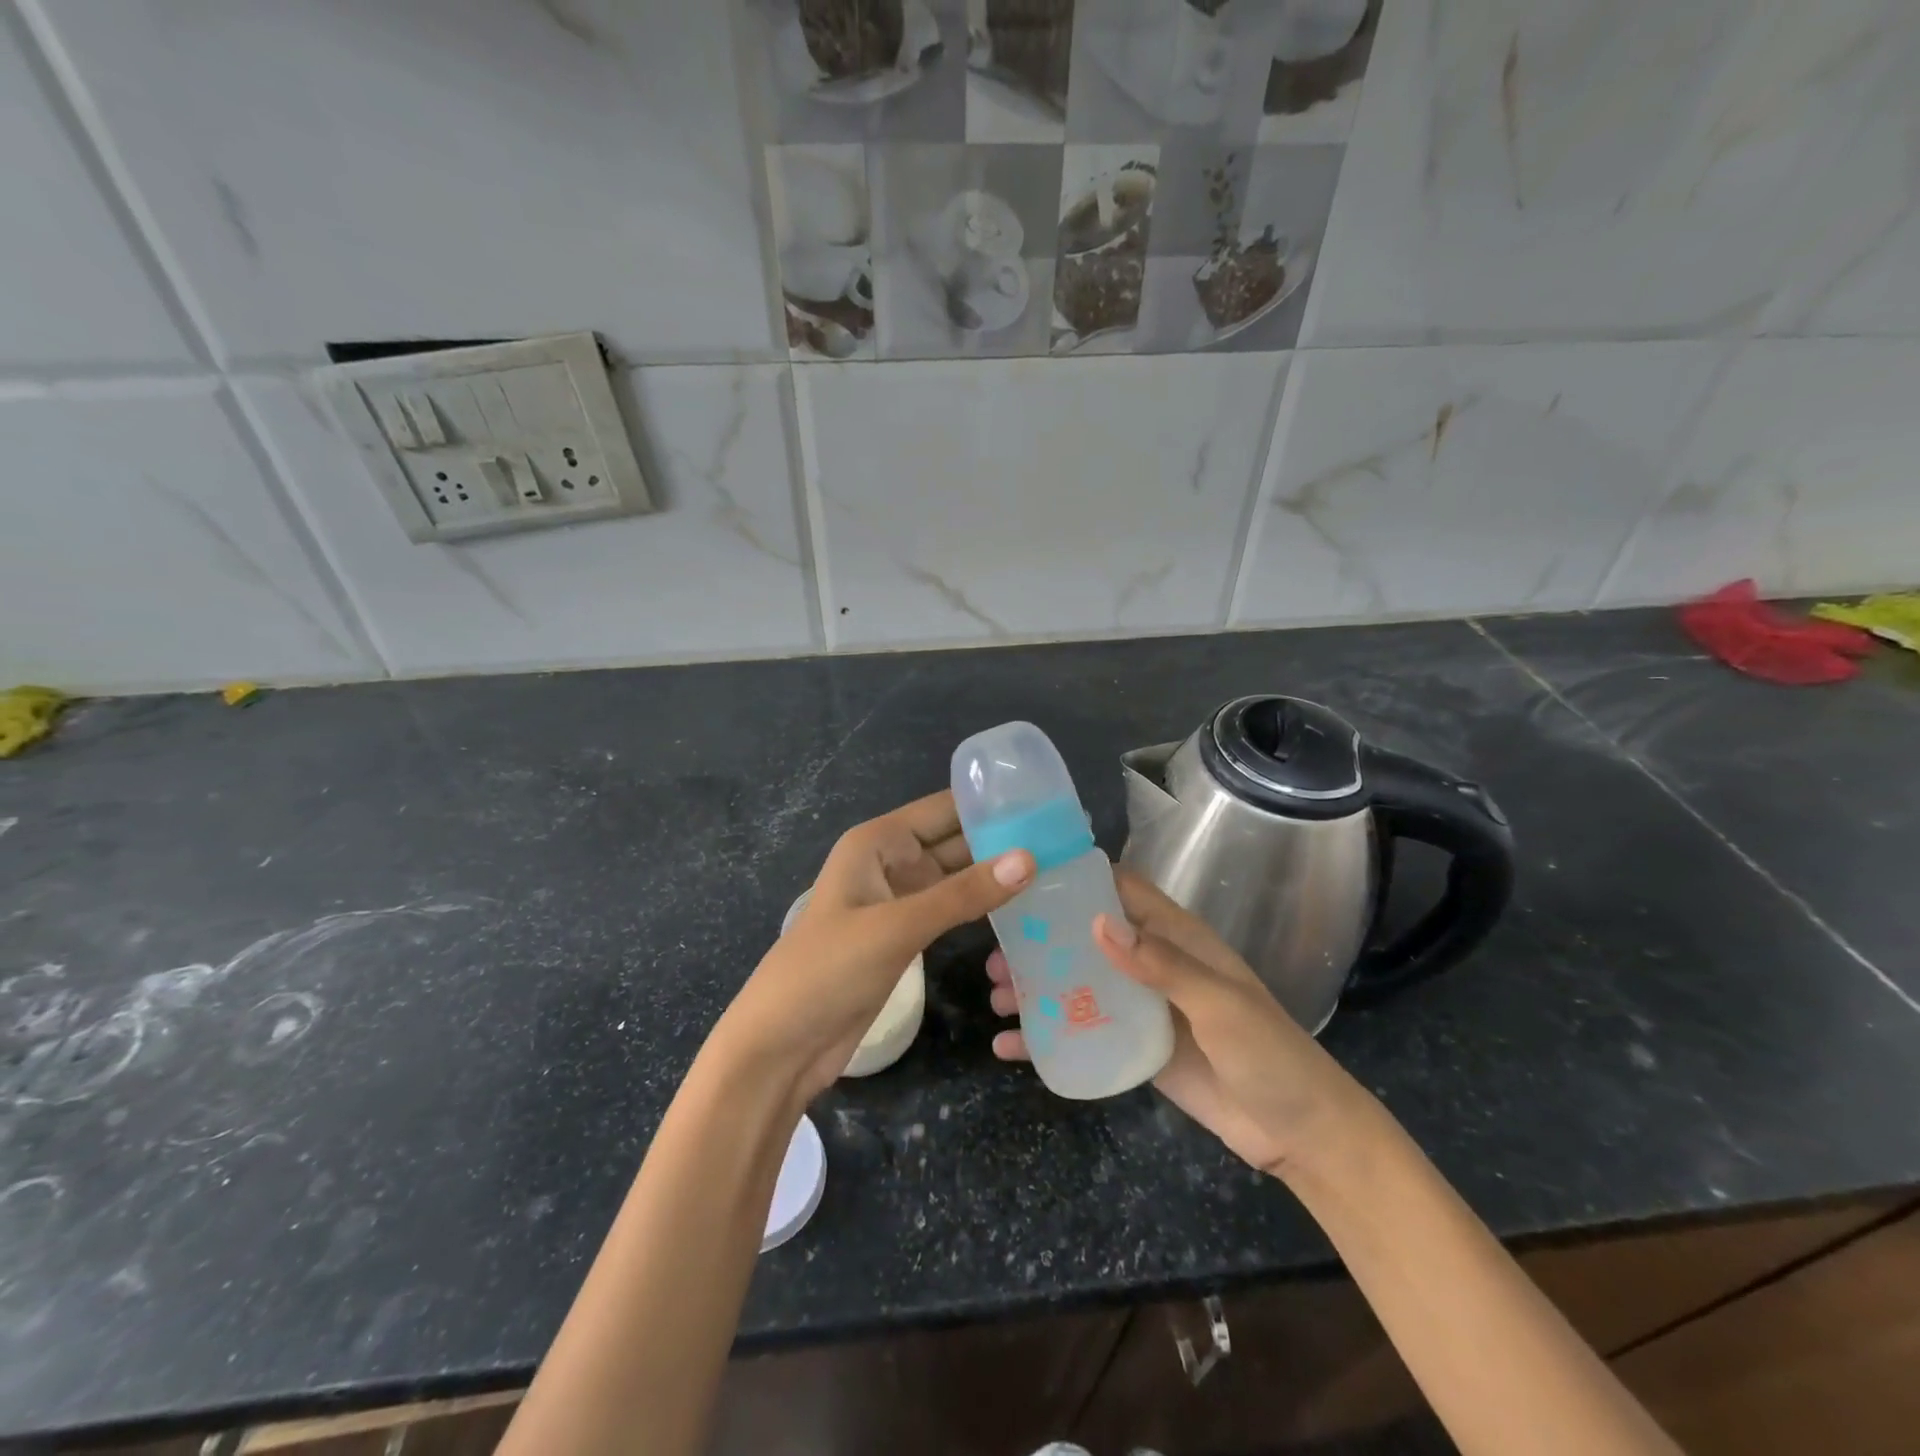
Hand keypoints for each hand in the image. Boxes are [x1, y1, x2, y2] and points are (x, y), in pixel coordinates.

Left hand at [714, 790, 1033, 1102]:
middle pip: (955, 841)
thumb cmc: (827, 970)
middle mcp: (890, 862)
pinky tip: (1021, 909)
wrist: (781, 1045)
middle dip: (1002, 840)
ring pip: (956, 877)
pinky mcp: (905, 936)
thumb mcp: (896, 927)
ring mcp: (898, 901)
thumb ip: (962, 895)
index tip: (1046, 804)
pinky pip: (951, 910)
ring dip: (996, 875)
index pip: (944, 809)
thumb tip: (1029, 858)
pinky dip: (981, 907)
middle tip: (1065, 840)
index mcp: (878, 842)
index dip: (990, 804)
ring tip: (1056, 869)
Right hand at [987, 870, 1366, 1175]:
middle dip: (1040, 939)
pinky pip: (1083, 1032)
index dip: (1078, 876)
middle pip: (1087, 936)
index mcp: (1176, 937)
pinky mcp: (1133, 1047)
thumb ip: (1162, 964)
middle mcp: (1152, 963)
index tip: (1025, 876)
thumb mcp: (1219, 1004)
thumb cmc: (1268, 1054)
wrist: (1299, 1133)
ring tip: (995, 996)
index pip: (1122, 888)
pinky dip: (1047, 1037)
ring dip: (1036, 986)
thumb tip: (1098, 923)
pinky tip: (1010, 1048)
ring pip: (1077, 983)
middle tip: (995, 951)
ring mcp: (1140, 1006)